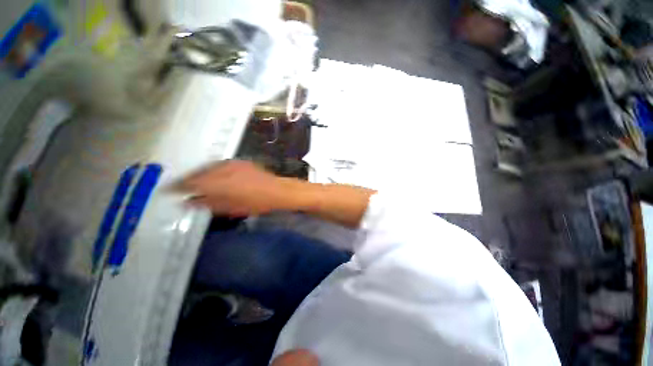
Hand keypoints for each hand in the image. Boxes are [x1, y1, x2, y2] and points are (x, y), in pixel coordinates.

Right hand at [175, 160, 295, 216]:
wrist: (277, 190)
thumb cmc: (255, 203)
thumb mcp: (230, 208)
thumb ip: (207, 204)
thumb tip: (188, 202)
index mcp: (219, 183)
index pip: (190, 183)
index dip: (177, 187)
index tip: (167, 191)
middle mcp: (222, 169)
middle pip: (197, 173)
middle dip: (186, 179)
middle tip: (178, 187)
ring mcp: (231, 163)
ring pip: (207, 167)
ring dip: (198, 174)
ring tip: (192, 182)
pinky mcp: (239, 161)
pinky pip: (218, 164)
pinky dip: (210, 170)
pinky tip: (210, 175)